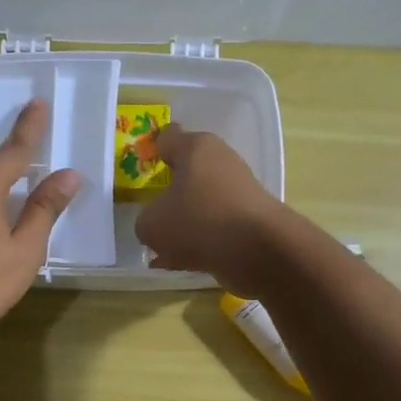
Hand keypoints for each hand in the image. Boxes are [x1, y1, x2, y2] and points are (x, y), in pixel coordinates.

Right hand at [133, 124, 291, 295]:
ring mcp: (237, 193)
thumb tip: (156, 224)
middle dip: (168, 192)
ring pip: (199, 205)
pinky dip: (196, 243)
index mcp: (196, 148)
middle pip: (186, 173)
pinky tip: (175, 263)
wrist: (259, 250)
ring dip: (182, 223)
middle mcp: (220, 163)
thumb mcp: (152, 224)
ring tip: (158, 247)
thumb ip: (145, 221)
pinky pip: (212, 229)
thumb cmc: (198, 221)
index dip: (152, 149)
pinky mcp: (247, 222)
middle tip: (148, 210)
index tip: (141, 166)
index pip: (168, 137)